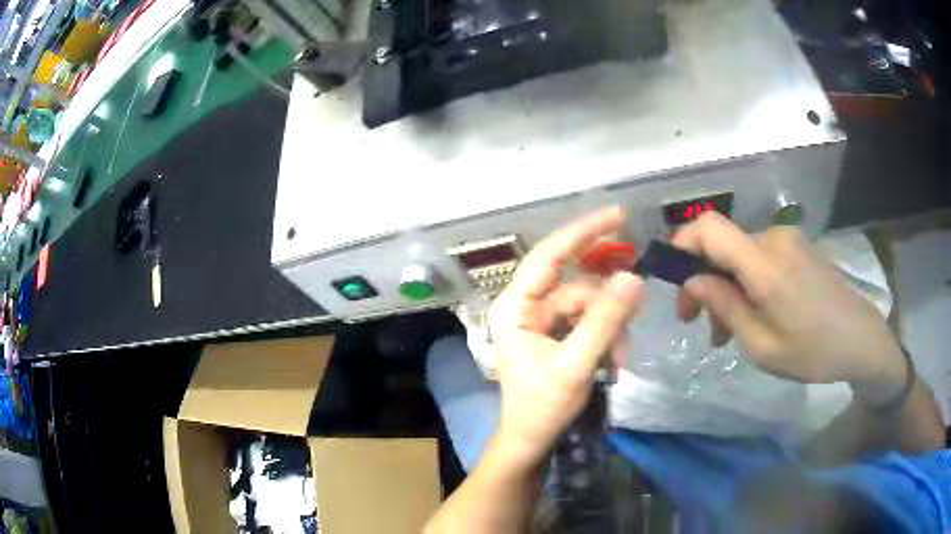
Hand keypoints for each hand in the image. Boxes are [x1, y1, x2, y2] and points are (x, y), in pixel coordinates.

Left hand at [487, 207, 643, 469]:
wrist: (532, 440)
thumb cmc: (542, 406)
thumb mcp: (576, 364)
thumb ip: (605, 321)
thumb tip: (634, 277)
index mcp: (516, 306)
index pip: (550, 255)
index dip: (584, 231)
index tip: (619, 215)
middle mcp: (526, 305)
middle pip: (576, 284)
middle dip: (607, 303)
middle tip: (637, 307)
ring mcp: (541, 320)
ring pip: (588, 305)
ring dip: (611, 328)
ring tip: (621, 359)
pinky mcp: (555, 334)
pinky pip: (588, 322)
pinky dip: (606, 337)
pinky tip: (614, 360)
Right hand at [673, 212, 904, 401]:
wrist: (861, 339)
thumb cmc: (813, 351)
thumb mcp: (762, 345)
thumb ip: (725, 308)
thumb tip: (693, 281)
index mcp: (765, 263)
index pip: (708, 227)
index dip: (682, 244)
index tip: (672, 279)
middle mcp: (773, 239)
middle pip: (721, 246)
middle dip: (703, 281)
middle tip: (697, 325)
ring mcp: (787, 240)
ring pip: (739, 256)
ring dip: (726, 288)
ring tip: (726, 332)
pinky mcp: (796, 248)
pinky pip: (759, 258)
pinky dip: (746, 284)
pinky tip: (752, 315)